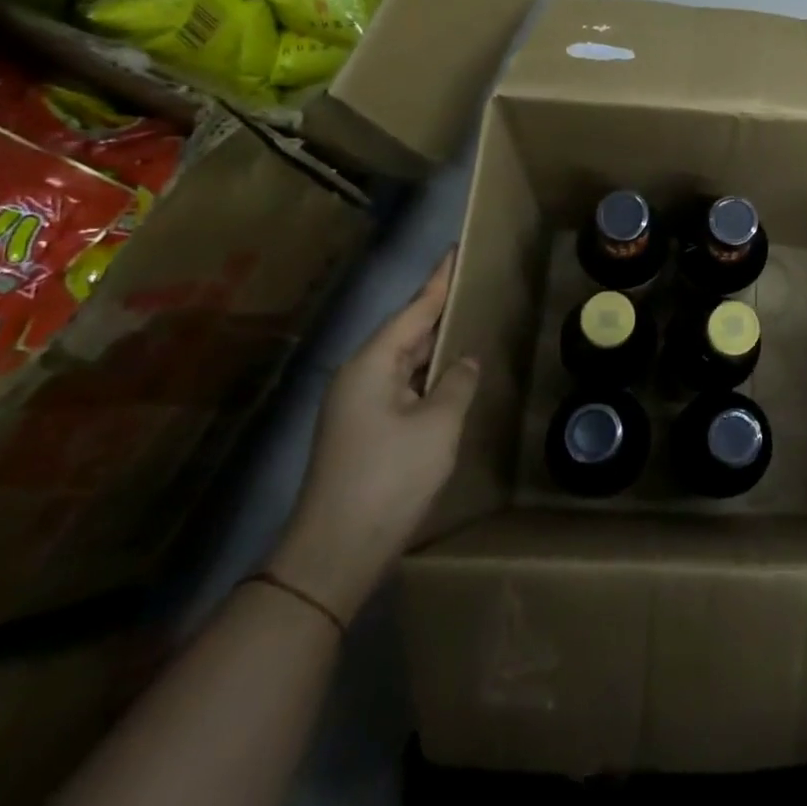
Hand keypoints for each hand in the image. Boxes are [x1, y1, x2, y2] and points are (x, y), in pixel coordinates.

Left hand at [269, 251, 479, 621]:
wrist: (334, 553)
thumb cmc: (389, 478)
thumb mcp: (438, 426)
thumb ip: (456, 384)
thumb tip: (462, 363)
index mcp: (372, 365)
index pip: (414, 310)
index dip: (439, 281)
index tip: (456, 252)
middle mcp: (358, 376)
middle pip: (405, 331)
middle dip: (438, 308)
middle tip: (471, 284)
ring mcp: (356, 405)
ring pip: (402, 360)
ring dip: (432, 343)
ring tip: (466, 322)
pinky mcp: (361, 430)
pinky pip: (399, 385)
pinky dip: (425, 373)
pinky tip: (446, 376)